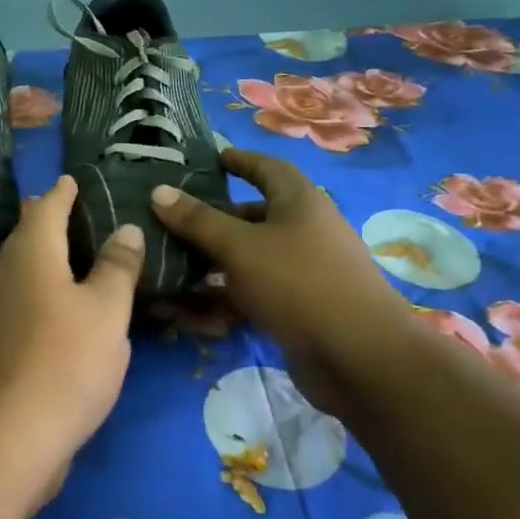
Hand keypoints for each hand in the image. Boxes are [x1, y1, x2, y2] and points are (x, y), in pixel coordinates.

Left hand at [0, 174, 142, 468]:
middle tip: (74, 209)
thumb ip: (117, 266)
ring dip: (44, 253)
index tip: (72, 179)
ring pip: (21, 266)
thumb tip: (126, 228)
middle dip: (48, 219)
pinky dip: (40, 285)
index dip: (63, 192)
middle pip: (27, 234)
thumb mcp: (107, 309)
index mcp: (31, 252)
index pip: (47, 207)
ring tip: (72, 251)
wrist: (12, 434)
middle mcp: (5, 271)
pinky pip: (21, 294)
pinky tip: (59, 302)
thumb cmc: (67, 359)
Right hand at [150, 149, 416, 414]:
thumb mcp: (240, 247)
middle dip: (211, 221)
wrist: (360, 359)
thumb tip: (159, 190)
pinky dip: (224, 302)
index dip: (239, 161)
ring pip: (247, 261)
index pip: (267, 168)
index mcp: (299, 202)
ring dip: (210, 268)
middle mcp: (303, 231)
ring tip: (168, 272)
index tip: (210, 159)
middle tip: (170, 224)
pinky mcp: (298, 310)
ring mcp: (302, 273)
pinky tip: (189, 316)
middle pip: (251, 217)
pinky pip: (252, 296)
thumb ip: (198, 220)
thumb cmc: (299, 284)